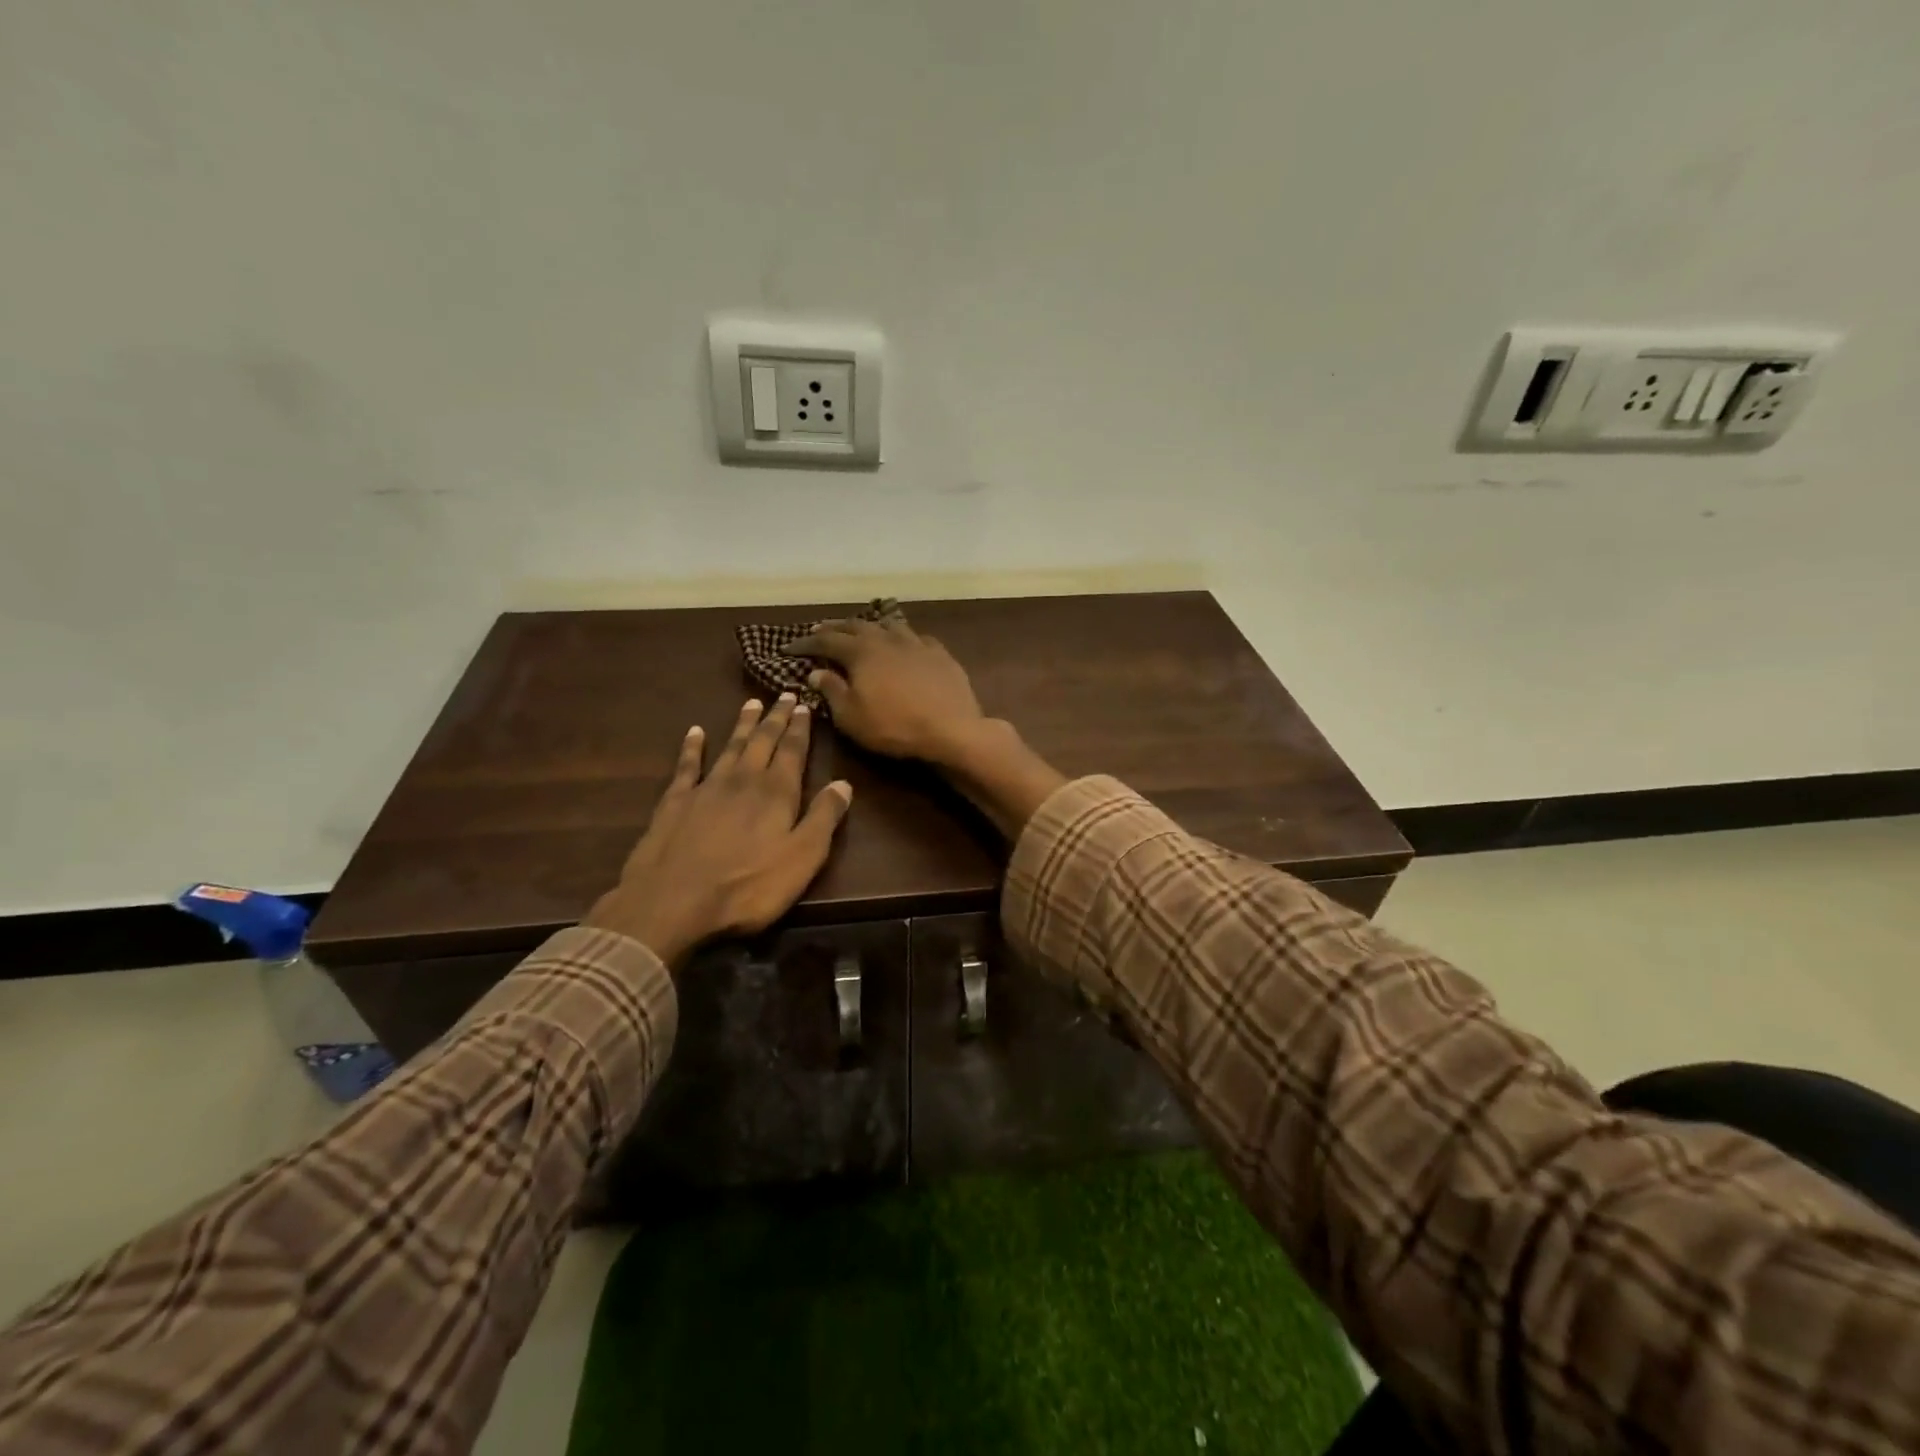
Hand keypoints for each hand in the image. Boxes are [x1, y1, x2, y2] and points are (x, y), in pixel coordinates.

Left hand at [583, 696, 851, 966]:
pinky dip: (692, 747)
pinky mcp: (675, 802)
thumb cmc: (748, 887)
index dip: (800, 728)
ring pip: (730, 746)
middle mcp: (743, 780)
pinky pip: (687, 766)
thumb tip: (844, 783)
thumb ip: (824, 818)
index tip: (805, 704)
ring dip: (743, 725)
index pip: (792, 751)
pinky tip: (695, 732)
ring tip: (751, 704)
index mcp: (776, 793)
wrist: (672, 902)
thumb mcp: (802, 858)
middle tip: (784, 695)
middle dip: (775, 718)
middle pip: (763, 741)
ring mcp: (706, 788)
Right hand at [782, 617, 985, 765]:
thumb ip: (831, 691)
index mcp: (861, 651)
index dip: (806, 643)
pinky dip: (902, 637)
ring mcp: (916, 642)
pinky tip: (904, 643)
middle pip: (856, 625)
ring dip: (870, 625)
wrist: (951, 728)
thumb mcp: (851, 716)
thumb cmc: (894, 726)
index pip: (826, 641)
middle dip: (835, 627)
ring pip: (888, 624)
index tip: (789, 647)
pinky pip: (916, 636)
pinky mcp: (940, 653)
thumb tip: (816, 672)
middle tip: (820, 630)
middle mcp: (886, 638)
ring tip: (862, 630)